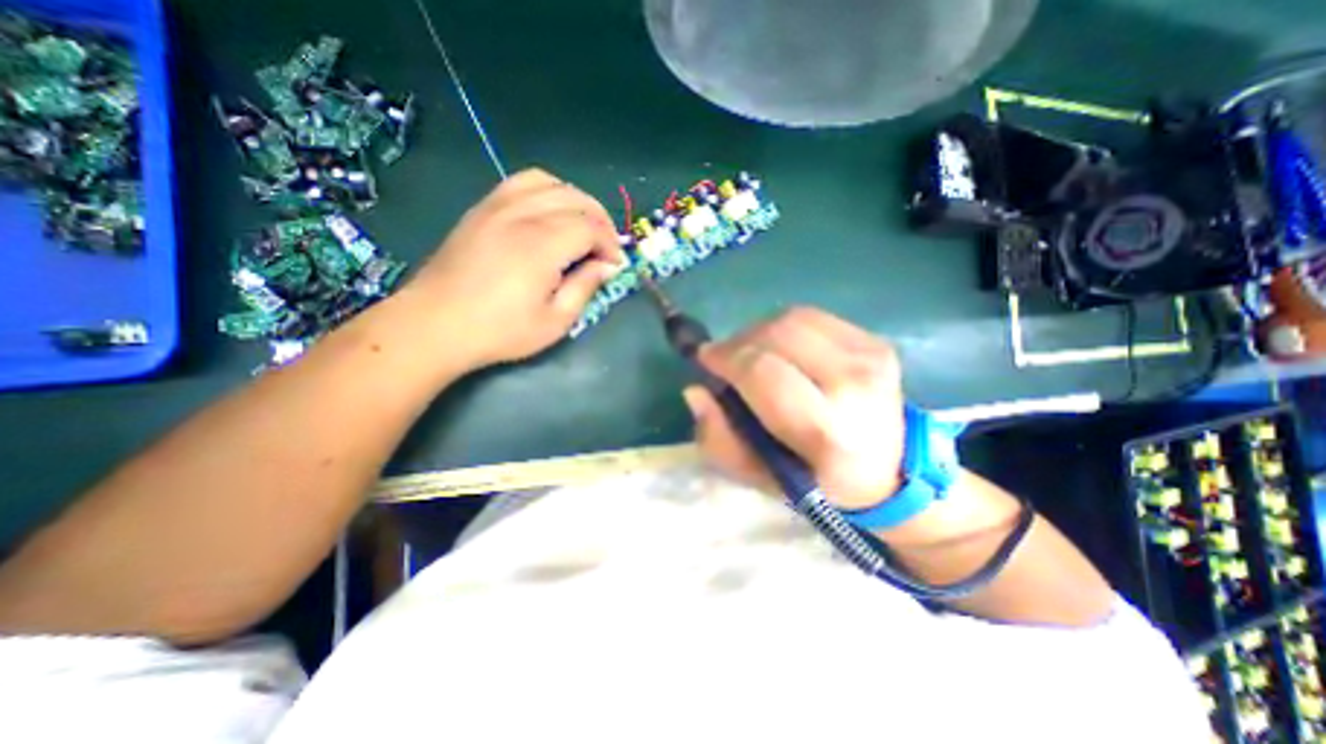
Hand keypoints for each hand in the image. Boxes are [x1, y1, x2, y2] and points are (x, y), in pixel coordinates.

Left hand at [394, 166, 623, 367]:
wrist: (435, 324)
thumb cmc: (500, 331)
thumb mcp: (554, 321)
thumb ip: (585, 287)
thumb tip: (608, 266)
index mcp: (542, 245)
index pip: (590, 227)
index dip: (610, 244)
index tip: (614, 266)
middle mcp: (522, 215)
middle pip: (575, 198)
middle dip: (600, 220)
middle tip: (606, 247)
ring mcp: (497, 206)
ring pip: (549, 182)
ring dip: (575, 200)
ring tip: (582, 226)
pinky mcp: (482, 209)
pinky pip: (521, 182)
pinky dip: (546, 191)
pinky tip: (550, 213)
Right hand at [682, 307, 901, 511]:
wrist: (890, 470)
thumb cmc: (817, 481)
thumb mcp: (758, 477)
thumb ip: (719, 439)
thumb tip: (695, 391)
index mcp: (827, 431)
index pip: (763, 373)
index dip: (726, 358)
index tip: (705, 359)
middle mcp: (854, 385)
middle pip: (778, 335)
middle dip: (738, 342)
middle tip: (725, 358)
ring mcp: (870, 356)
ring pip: (792, 319)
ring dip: (759, 332)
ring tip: (750, 353)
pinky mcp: (874, 342)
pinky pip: (812, 317)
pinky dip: (784, 328)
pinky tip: (781, 349)